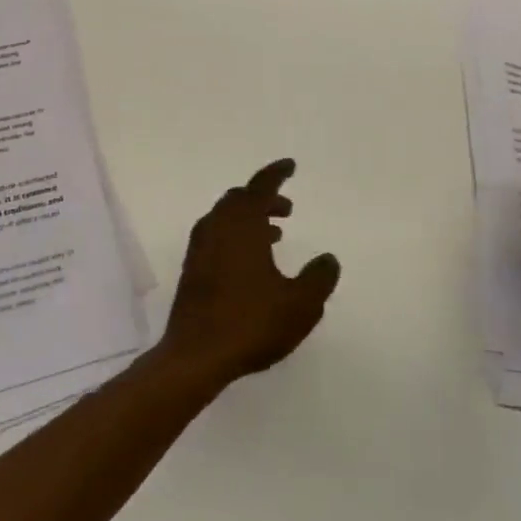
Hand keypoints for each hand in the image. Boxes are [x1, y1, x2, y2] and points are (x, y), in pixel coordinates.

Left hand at [159, 158, 340, 385]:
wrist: (196, 355)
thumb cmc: (251, 322)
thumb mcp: (300, 304)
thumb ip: (319, 278)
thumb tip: (328, 259)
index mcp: (242, 224)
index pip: (260, 186)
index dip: (276, 173)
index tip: (290, 166)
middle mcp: (217, 227)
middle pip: (240, 199)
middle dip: (264, 199)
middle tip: (287, 209)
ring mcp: (200, 248)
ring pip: (226, 218)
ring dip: (250, 219)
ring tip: (274, 235)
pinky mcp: (192, 269)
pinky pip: (217, 236)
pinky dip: (236, 236)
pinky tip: (250, 262)